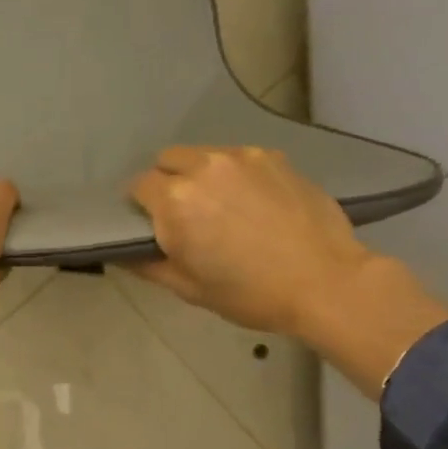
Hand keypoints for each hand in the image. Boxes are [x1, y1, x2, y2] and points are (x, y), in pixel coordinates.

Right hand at [128, 146, 447, 396]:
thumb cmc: (250, 293)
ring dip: (200, 174)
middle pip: (167, 160)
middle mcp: (203, 167)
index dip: (142, 206)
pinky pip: (238, 158)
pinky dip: (234, 174)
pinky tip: (253, 201)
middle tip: (186, 213)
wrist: (326, 283)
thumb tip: (120, 253)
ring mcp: (241, 157)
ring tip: (222, 204)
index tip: (155, 224)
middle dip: (168, 182)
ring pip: (203, 155)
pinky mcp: (273, 157)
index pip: (138, 186)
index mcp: (175, 201)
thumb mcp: (189, 289)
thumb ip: (147, 265)